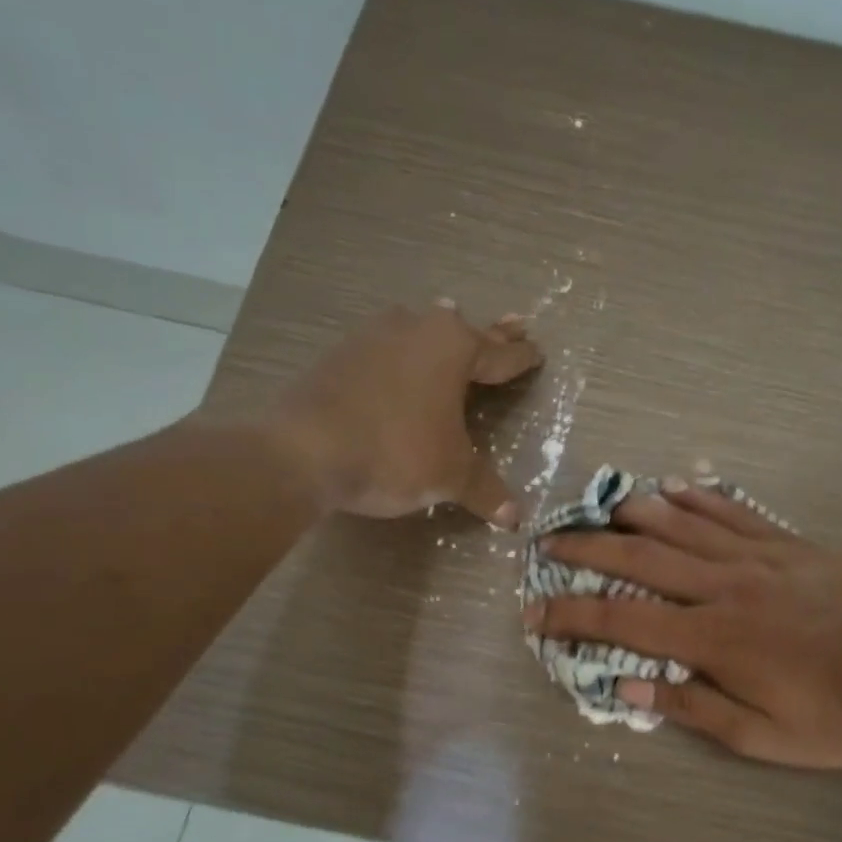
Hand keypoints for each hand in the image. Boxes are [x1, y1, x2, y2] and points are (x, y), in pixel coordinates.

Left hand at [273, 301, 542, 522]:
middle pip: (465, 330)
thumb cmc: (396, 452)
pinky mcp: (340, 354)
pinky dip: (401, 353)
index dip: (522, 359)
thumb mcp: (450, 476)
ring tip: (451, 322)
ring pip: (420, 329)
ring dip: (440, 333)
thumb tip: (515, 520)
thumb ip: (485, 490)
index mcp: (453, 348)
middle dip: (492, 334)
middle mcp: (416, 330)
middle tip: (517, 324)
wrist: (303, 450)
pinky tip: (397, 359)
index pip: (500, 355)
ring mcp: (373, 337)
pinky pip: (386, 347)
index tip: (538, 354)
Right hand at [523, 480, 841, 766]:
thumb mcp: (758, 735)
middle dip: (589, 549)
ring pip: (684, 523)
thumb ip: (690, 708)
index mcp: (710, 639)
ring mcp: (756, 558)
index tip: (536, 611)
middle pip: (642, 558)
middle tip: (552, 540)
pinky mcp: (787, 545)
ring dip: (637, 511)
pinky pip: (735, 512)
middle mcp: (722, 588)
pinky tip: (677, 486)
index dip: (573, 615)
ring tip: (603, 503)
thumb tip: (625, 687)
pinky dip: (701, 498)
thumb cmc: (829, 714)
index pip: (623, 621)